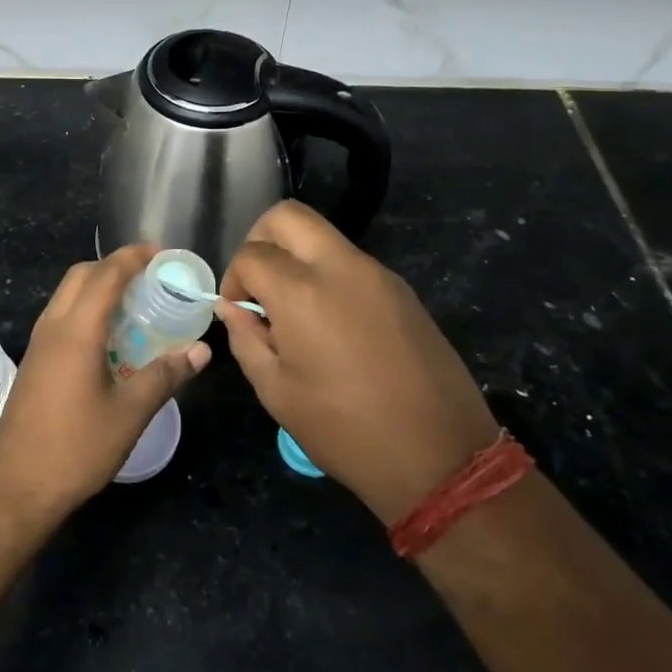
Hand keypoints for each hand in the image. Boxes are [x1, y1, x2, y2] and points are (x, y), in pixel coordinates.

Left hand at [0, 244, 210, 521]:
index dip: (133, 257)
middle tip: (149, 275)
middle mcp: (52, 327)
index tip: (161, 252)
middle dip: (114, 265)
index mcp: (76, 331)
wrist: (17, 487)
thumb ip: (166, 375)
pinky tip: (109, 337)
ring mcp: (38, 345)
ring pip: (66, 295)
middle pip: (80, 276)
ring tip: (134, 302)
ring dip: (97, 287)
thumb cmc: (77, 448)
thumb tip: (201, 350)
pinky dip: (86, 309)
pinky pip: (61, 317)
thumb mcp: (130, 413)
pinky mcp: (33, 362)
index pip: (105, 275)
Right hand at [216, 201, 499, 524]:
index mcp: (303, 292)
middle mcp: (341, 268)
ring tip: (293, 311)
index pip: (252, 254)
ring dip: (296, 258)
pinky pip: (351, 263)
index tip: (238, 311)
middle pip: (288, 216)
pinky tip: (330, 325)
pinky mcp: (402, 290)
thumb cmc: (344, 430)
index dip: (233, 278)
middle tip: (258, 285)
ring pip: (323, 236)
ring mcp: (378, 275)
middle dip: (261, 240)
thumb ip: (246, 338)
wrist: (439, 455)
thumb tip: (232, 308)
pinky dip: (327, 275)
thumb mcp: (277, 391)